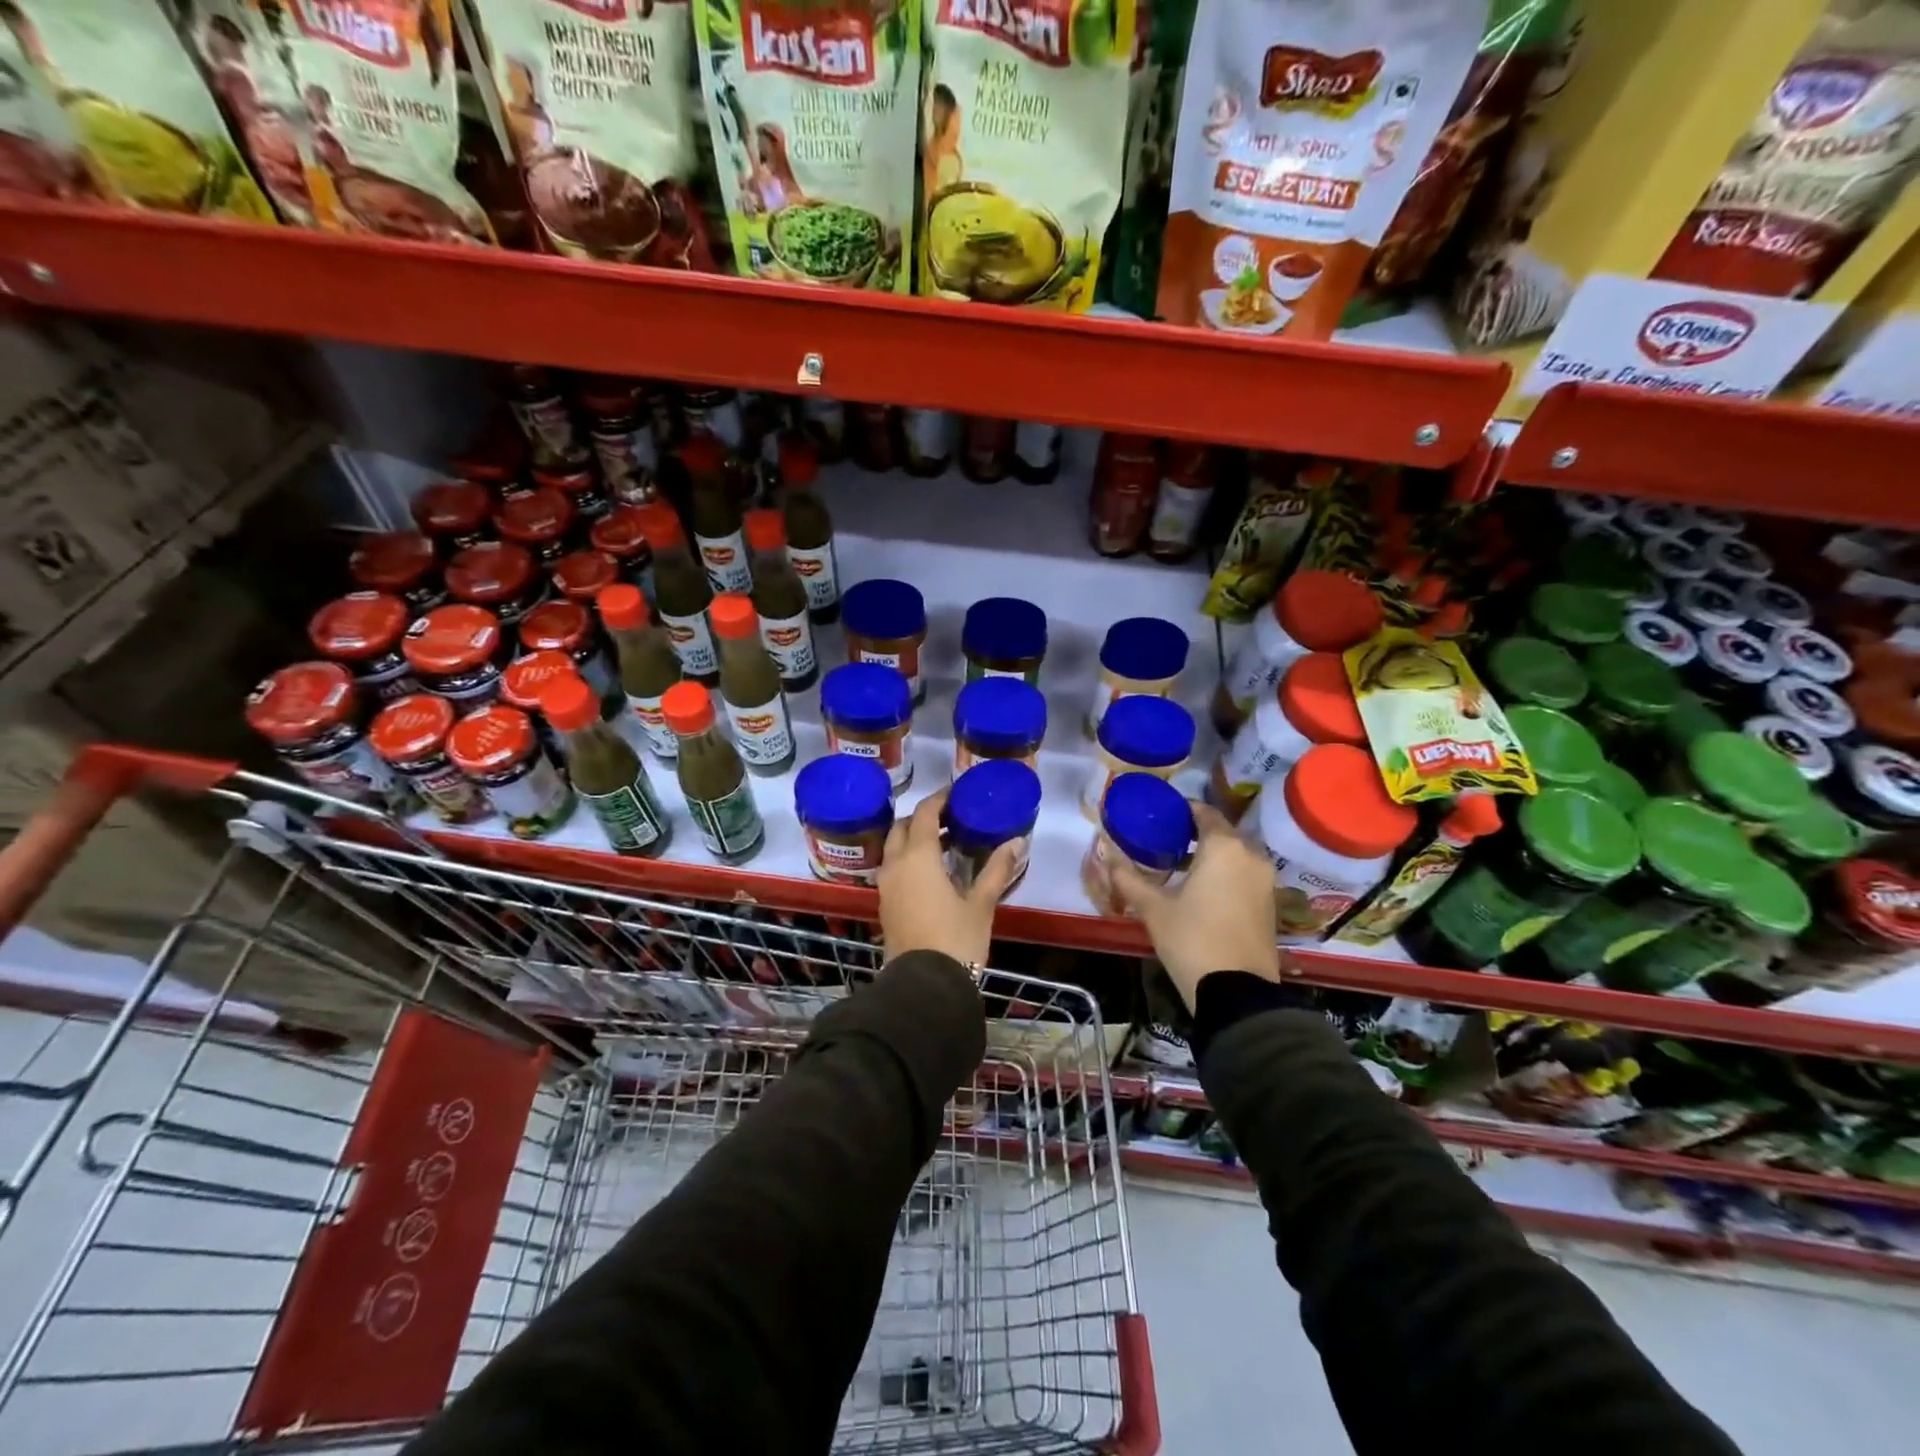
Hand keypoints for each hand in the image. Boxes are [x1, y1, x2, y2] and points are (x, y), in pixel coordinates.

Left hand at [877, 790, 1020, 967]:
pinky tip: (933, 871)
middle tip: (951, 818)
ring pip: (894, 848)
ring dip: (915, 838)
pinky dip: (909, 858)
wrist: (923, 986)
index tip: (957, 794)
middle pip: (903, 827)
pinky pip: (893, 867)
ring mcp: (886, 885)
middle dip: (924, 817)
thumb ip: (997, 869)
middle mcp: (895, 864)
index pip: (925, 813)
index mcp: (918, 856)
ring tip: (945, 843)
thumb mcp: (981, 903)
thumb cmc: (956, 939)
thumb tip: (1016, 842)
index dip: (940, 799)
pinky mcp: (885, 904)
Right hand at [1109, 803, 1281, 1011]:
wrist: (1237, 993)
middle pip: (1221, 832)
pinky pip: (1245, 875)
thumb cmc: (1192, 939)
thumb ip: (1128, 878)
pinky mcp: (1270, 904)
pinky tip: (1201, 891)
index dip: (1181, 810)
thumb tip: (1107, 855)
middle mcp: (1251, 856)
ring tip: (1179, 867)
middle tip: (1164, 842)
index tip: (1159, 817)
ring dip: (1211, 855)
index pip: (1203, 811)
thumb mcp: (1153, 908)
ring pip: (1235, 855)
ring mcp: (1265, 881)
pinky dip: (1225, 874)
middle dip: (1195, 834)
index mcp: (1224, 847)